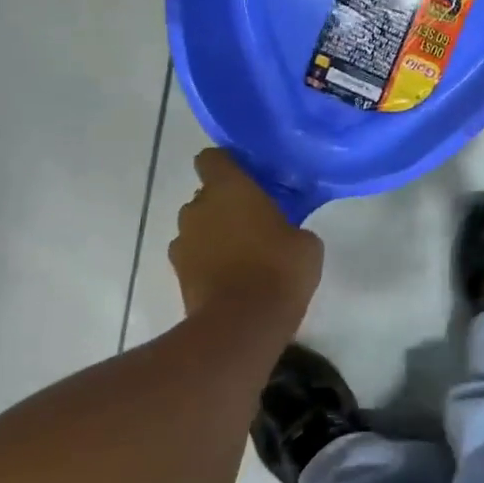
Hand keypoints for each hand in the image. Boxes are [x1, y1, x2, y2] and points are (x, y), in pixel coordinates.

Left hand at [169, 149, 323, 318]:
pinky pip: (194, 257)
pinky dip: (208, 263)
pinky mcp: (178, 274)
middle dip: (225, 205)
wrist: (243, 324)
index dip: (227, 165)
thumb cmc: (279, 270)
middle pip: (206, 195)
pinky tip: (231, 279)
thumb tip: (285, 232)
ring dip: (214, 235)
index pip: (213, 158)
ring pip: (198, 227)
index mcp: (228, 188)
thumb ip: (291, 227)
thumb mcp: (306, 243)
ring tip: (242, 255)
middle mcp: (197, 207)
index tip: (247, 178)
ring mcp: (182, 242)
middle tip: (254, 222)